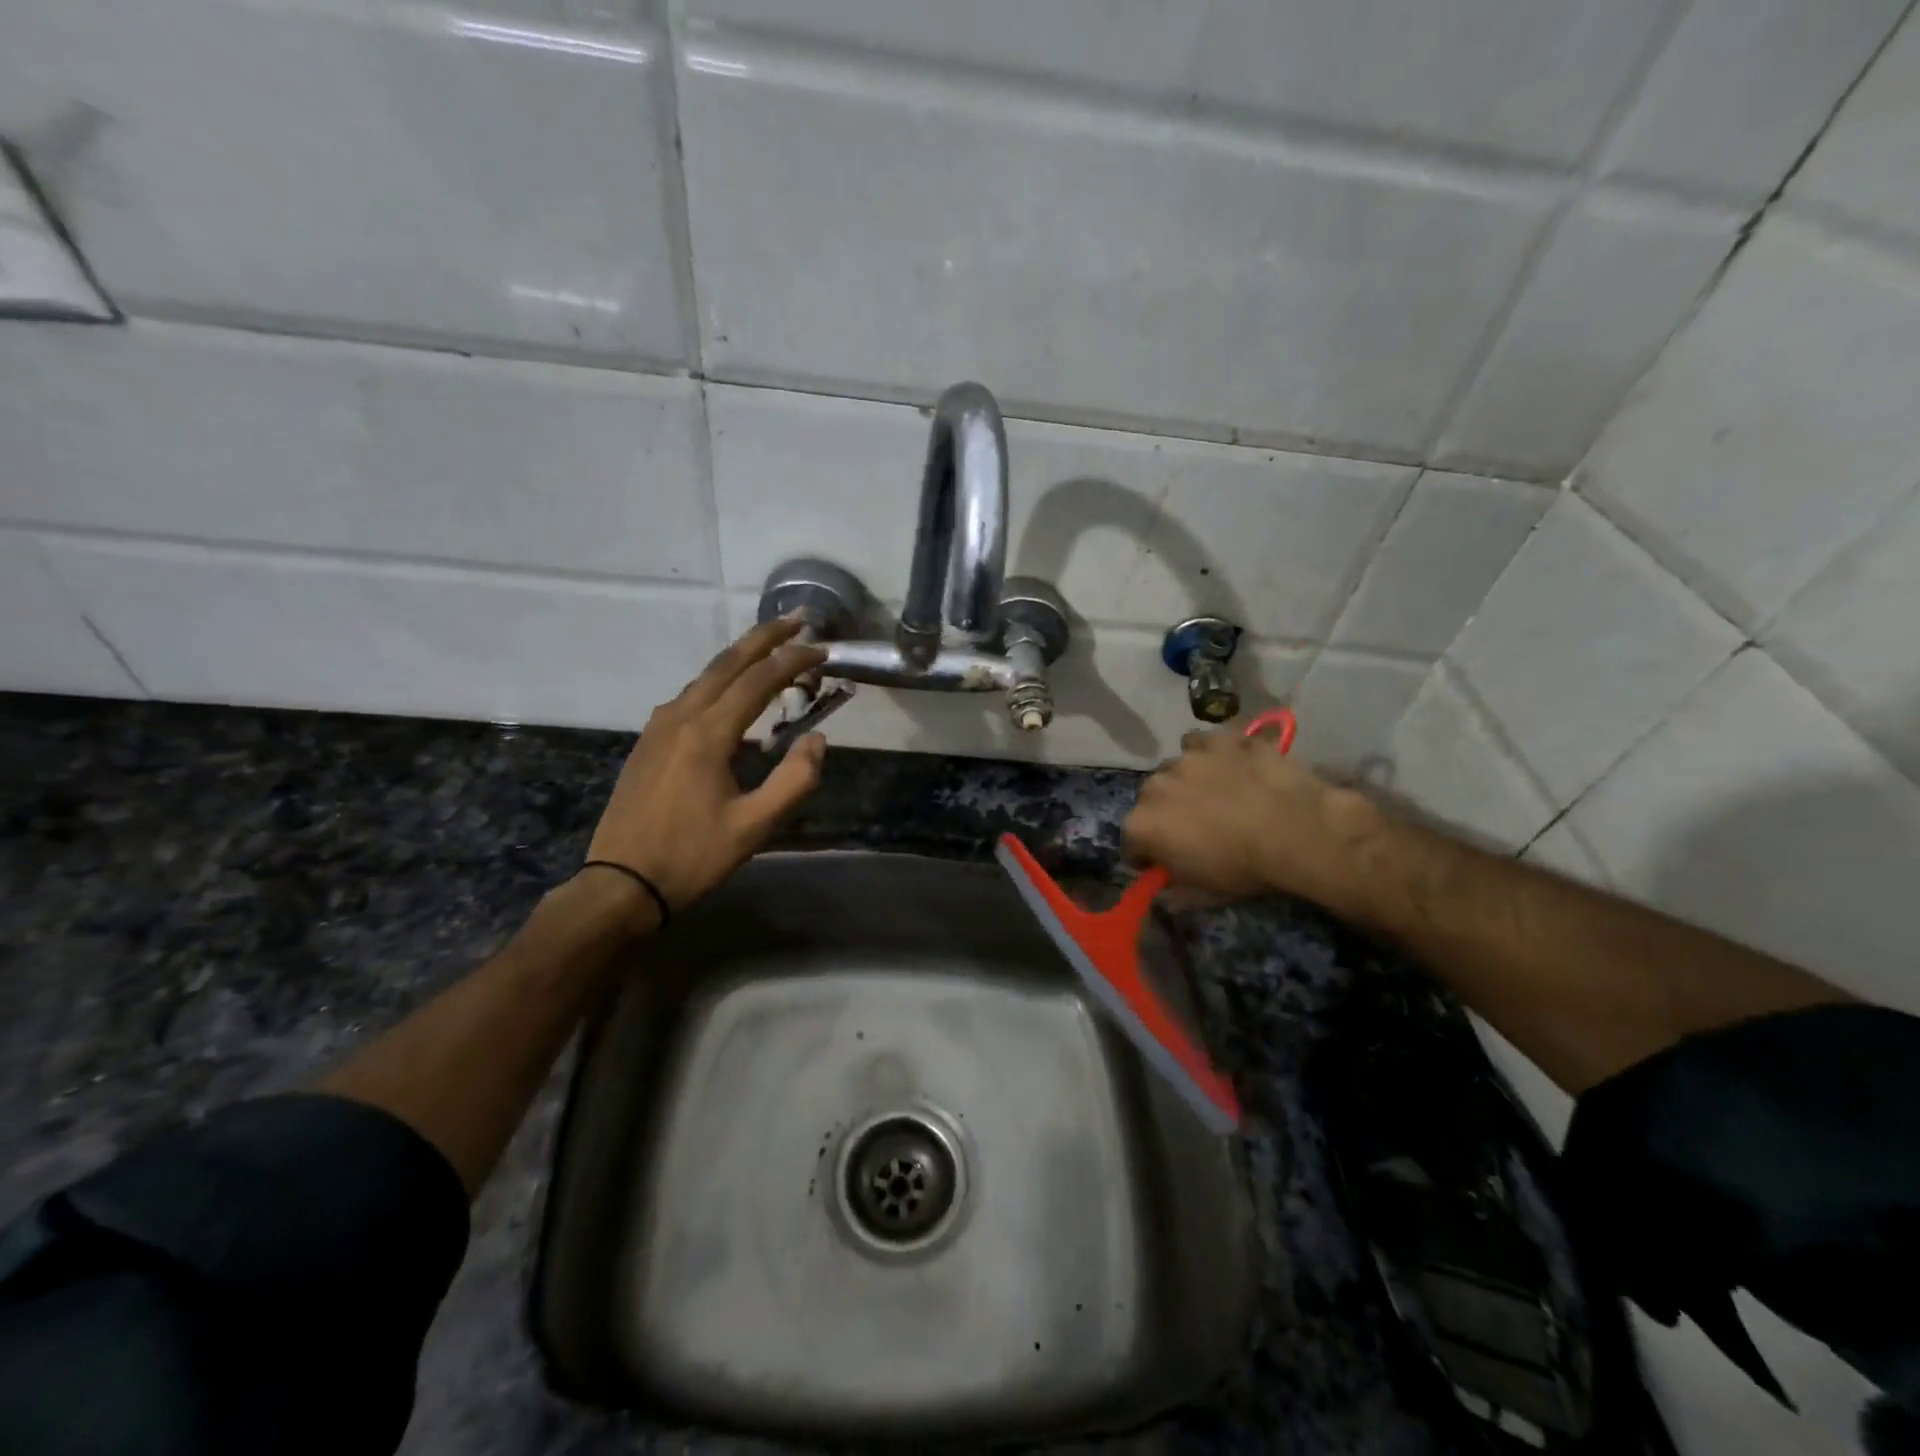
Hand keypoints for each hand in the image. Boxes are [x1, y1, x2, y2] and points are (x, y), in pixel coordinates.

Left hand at [585, 619, 827, 911]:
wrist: (620, 883)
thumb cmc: (693, 856)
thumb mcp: (755, 826)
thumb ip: (795, 780)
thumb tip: (816, 739)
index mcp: (708, 733)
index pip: (759, 680)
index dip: (794, 660)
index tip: (823, 650)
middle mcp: (680, 716)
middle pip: (727, 663)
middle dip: (765, 637)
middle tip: (798, 620)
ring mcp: (659, 727)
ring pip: (705, 677)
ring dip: (742, 658)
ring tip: (772, 650)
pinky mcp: (649, 742)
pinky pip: (691, 696)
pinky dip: (720, 681)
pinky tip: (732, 695)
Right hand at [1122, 729, 1382, 907]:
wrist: (1297, 831)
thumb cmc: (1245, 869)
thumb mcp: (1206, 895)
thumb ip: (1175, 893)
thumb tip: (1165, 893)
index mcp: (1143, 826)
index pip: (1131, 844)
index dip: (1148, 856)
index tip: (1167, 865)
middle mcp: (1154, 787)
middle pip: (1150, 801)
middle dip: (1164, 814)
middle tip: (1195, 829)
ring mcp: (1186, 759)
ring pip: (1174, 769)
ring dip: (1185, 782)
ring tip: (1215, 795)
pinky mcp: (1218, 740)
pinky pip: (1201, 743)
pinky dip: (1208, 753)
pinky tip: (1227, 765)